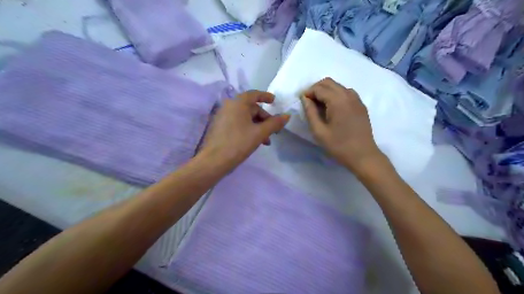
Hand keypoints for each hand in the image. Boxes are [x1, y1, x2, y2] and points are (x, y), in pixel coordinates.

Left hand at [201, 91, 290, 170]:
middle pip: (251, 108)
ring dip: (257, 127)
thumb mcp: (260, 133)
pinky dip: (248, 129)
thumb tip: (287, 115)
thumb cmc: (238, 143)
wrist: (214, 161)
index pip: (254, 94)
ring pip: (245, 117)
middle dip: (264, 119)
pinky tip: (253, 141)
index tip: (274, 101)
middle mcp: (229, 106)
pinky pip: (237, 123)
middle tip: (273, 131)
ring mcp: (223, 117)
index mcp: (238, 103)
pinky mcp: (220, 127)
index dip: (265, 96)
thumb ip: (274, 123)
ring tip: (265, 141)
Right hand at [299, 78, 383, 173]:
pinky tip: (333, 107)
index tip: (302, 102)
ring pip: (338, 86)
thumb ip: (310, 112)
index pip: (319, 88)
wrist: (363, 155)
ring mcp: (356, 99)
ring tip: (320, 105)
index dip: (308, 93)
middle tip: (309, 102)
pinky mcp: (361, 105)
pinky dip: (336, 94)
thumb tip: (305, 99)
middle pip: (329, 82)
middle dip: (316, 89)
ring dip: (326, 91)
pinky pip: (346, 92)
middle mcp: (348, 95)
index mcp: (337, 101)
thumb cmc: (339, 146)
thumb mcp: (319, 131)